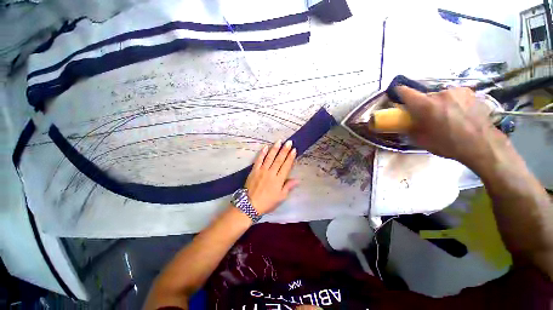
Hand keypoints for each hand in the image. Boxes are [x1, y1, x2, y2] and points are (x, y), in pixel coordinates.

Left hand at [245, 140, 298, 214]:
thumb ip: (288, 187)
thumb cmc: (267, 202)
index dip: (290, 157)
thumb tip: (297, 180)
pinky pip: (259, 160)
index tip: (294, 150)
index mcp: (279, 180)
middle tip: (289, 142)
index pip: (286, 166)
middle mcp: (271, 173)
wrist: (250, 205)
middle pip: (279, 159)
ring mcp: (262, 170)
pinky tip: (265, 147)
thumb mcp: (281, 197)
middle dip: (285, 150)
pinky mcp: (254, 170)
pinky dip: (262, 153)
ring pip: (270, 157)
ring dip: (275, 149)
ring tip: (279, 141)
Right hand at [396, 86, 505, 167]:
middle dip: (423, 105)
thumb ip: (410, 128)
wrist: (483, 145)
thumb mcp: (421, 141)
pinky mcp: (470, 93)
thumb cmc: (449, 144)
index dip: (399, 93)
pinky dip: (452, 102)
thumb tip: (405, 124)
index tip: (397, 96)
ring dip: (439, 103)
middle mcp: (440, 93)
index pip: (405, 91)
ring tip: (446, 116)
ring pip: (440, 96)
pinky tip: (459, 113)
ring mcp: (457, 91)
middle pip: (424, 96)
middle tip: (427, 116)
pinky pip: (454, 96)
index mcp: (425, 105)